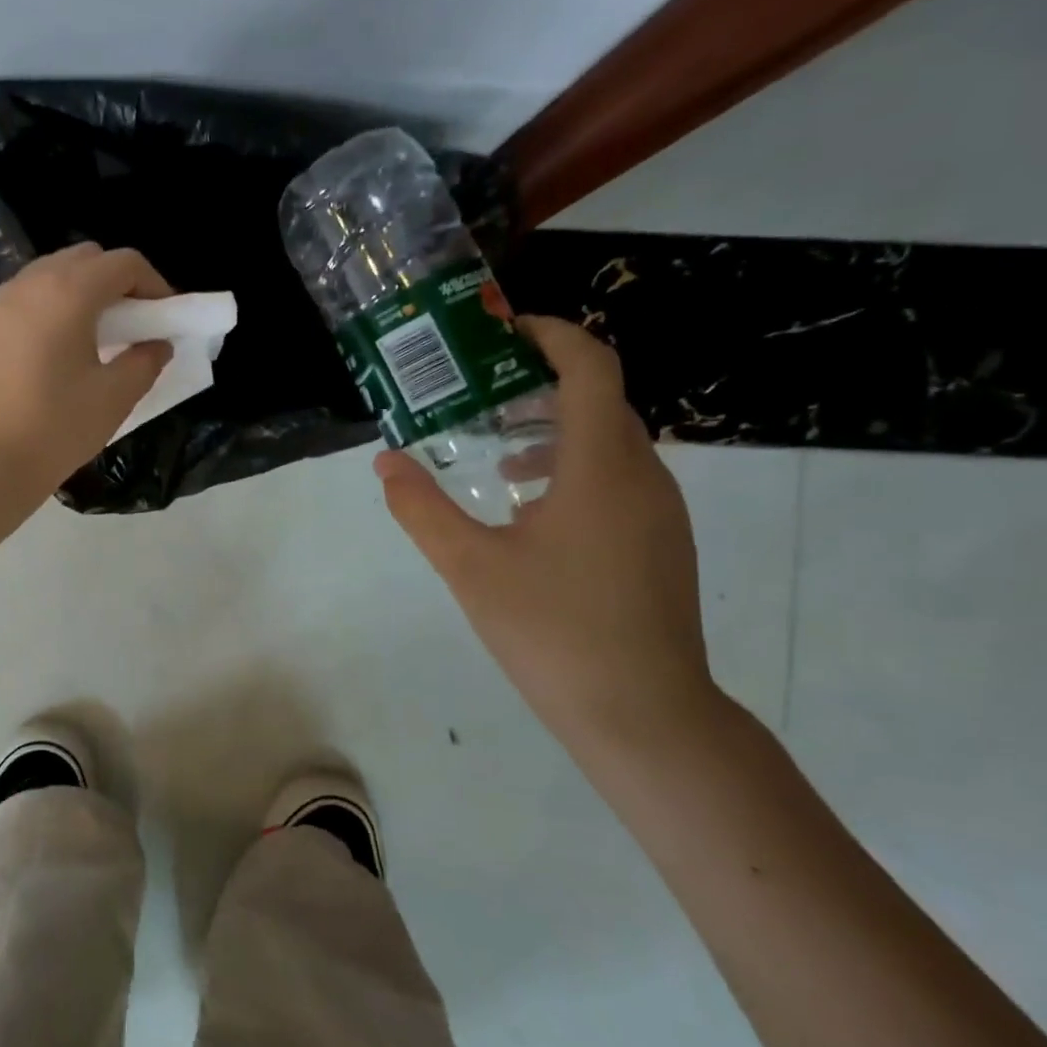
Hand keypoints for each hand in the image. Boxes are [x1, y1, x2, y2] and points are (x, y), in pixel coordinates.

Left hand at [0, 243, 172, 520]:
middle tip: (138, 324)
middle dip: (120, 282)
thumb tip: (157, 344)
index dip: (155, 284)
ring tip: (104, 337)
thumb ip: (145, 362)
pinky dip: (59, 305)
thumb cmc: (55, 428)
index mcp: (68, 291)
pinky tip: (67, 348)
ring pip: (56, 273)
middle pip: (88, 258)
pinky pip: (33, 295)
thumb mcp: (114, 397)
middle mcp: (32, 282)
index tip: (167, 319)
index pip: (124, 263)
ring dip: (87, 292)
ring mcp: (4, 301)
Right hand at [376, 316, 719, 741]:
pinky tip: (528, 510)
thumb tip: (385, 462)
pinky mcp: (661, 544)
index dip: (550, 336)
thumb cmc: (553, 629)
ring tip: (496, 452)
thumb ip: (421, 508)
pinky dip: (572, 469)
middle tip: (479, 393)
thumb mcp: (469, 566)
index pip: (590, 368)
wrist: (642, 713)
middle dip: (541, 384)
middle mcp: (641, 476)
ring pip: (609, 443)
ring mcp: (660, 513)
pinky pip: (617, 479)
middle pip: (600, 400)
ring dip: (554, 430)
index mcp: (600, 467)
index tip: (501, 333)